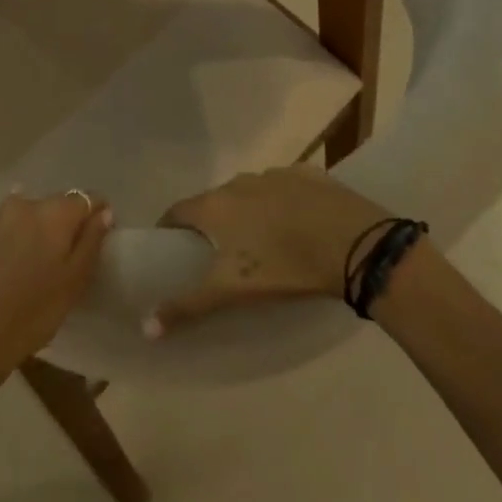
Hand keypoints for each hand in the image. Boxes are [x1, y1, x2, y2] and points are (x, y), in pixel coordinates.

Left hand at [0, 192, 112, 400]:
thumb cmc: (32, 311)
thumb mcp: (74, 281)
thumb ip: (91, 240)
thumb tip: (103, 211)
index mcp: (55, 211)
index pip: (88, 198)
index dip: (97, 217)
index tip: (97, 242)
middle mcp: (26, 202)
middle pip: (57, 205)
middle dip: (66, 225)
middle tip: (67, 261)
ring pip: (30, 215)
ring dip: (39, 232)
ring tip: (37, 266)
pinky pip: (8, 227)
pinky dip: (16, 240)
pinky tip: (12, 268)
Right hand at [146, 167, 385, 335]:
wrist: (355, 243)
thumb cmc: (284, 267)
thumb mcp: (232, 292)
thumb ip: (187, 307)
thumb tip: (145, 328)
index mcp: (215, 206)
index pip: (177, 211)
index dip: (170, 228)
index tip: (171, 247)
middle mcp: (238, 181)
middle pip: (214, 201)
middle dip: (211, 222)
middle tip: (219, 252)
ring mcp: (274, 173)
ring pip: (250, 192)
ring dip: (247, 210)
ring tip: (260, 238)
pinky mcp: (308, 174)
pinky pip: (285, 187)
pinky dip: (282, 201)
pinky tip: (298, 222)